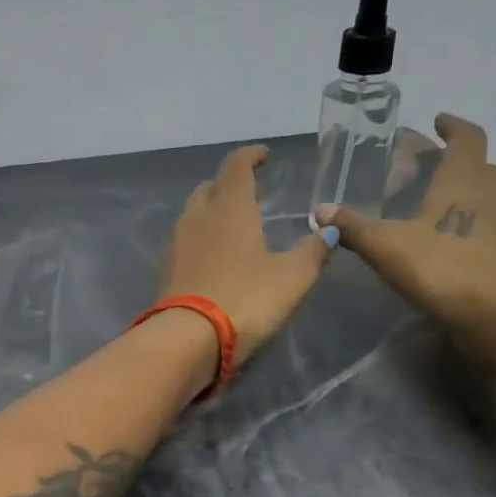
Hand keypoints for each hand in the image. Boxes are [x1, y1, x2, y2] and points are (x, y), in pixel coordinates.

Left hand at [162, 145, 331, 366]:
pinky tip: (211, 256)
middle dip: (228, 183)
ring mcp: (176, 244)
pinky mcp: (165, 271)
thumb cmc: (245, 300)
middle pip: (210, 187)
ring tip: (231, 223)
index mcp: (230, 208)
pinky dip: (199, 238)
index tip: (264, 157)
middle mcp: (198, 218)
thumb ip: (313, 251)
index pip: (237, 166)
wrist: (187, 340)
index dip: (251, 156)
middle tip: (248, 191)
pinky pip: (183, 242)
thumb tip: (330, 230)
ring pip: (192, 214)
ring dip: (211, 210)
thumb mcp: (292, 278)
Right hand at [317, 114, 495, 331]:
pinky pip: (495, 228)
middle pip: (480, 166)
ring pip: (491, 196)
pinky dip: (477, 227)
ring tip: (439, 209)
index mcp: (463, 177)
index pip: (466, 137)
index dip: (452, 127)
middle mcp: (493, 191)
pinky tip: (454, 245)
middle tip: (428, 172)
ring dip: (469, 196)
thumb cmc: (439, 265)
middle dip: (456, 164)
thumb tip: (321, 210)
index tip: (438, 122)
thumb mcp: (384, 245)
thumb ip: (353, 226)